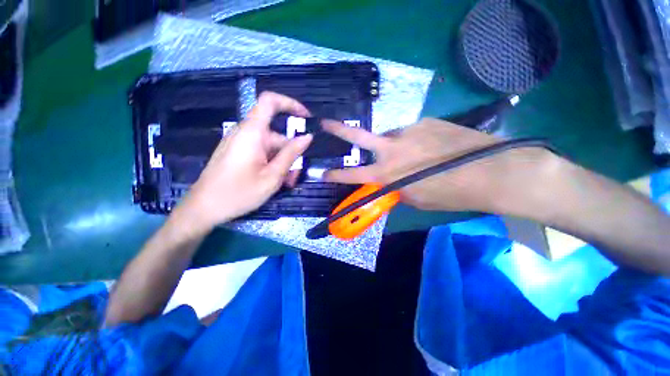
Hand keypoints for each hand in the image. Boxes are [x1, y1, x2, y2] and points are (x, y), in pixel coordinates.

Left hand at [180, 92, 312, 229]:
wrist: (203, 209)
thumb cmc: (238, 193)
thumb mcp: (272, 176)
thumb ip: (291, 154)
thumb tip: (307, 137)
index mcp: (252, 132)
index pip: (270, 101)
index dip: (290, 104)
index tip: (306, 118)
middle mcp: (245, 133)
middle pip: (276, 135)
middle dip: (291, 153)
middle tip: (295, 176)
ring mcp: (240, 143)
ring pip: (271, 147)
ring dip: (282, 163)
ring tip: (285, 183)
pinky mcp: (237, 153)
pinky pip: (261, 153)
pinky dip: (271, 164)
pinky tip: (274, 181)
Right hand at [323, 118, 559, 213]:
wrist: (490, 171)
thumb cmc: (450, 194)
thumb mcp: (416, 199)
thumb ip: (397, 189)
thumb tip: (390, 182)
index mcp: (388, 173)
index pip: (353, 175)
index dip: (336, 175)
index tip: (322, 173)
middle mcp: (392, 148)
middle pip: (358, 136)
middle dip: (338, 130)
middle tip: (325, 123)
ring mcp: (407, 130)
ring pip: (389, 136)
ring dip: (392, 145)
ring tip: (412, 154)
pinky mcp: (424, 121)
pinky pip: (410, 132)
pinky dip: (413, 140)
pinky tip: (430, 147)